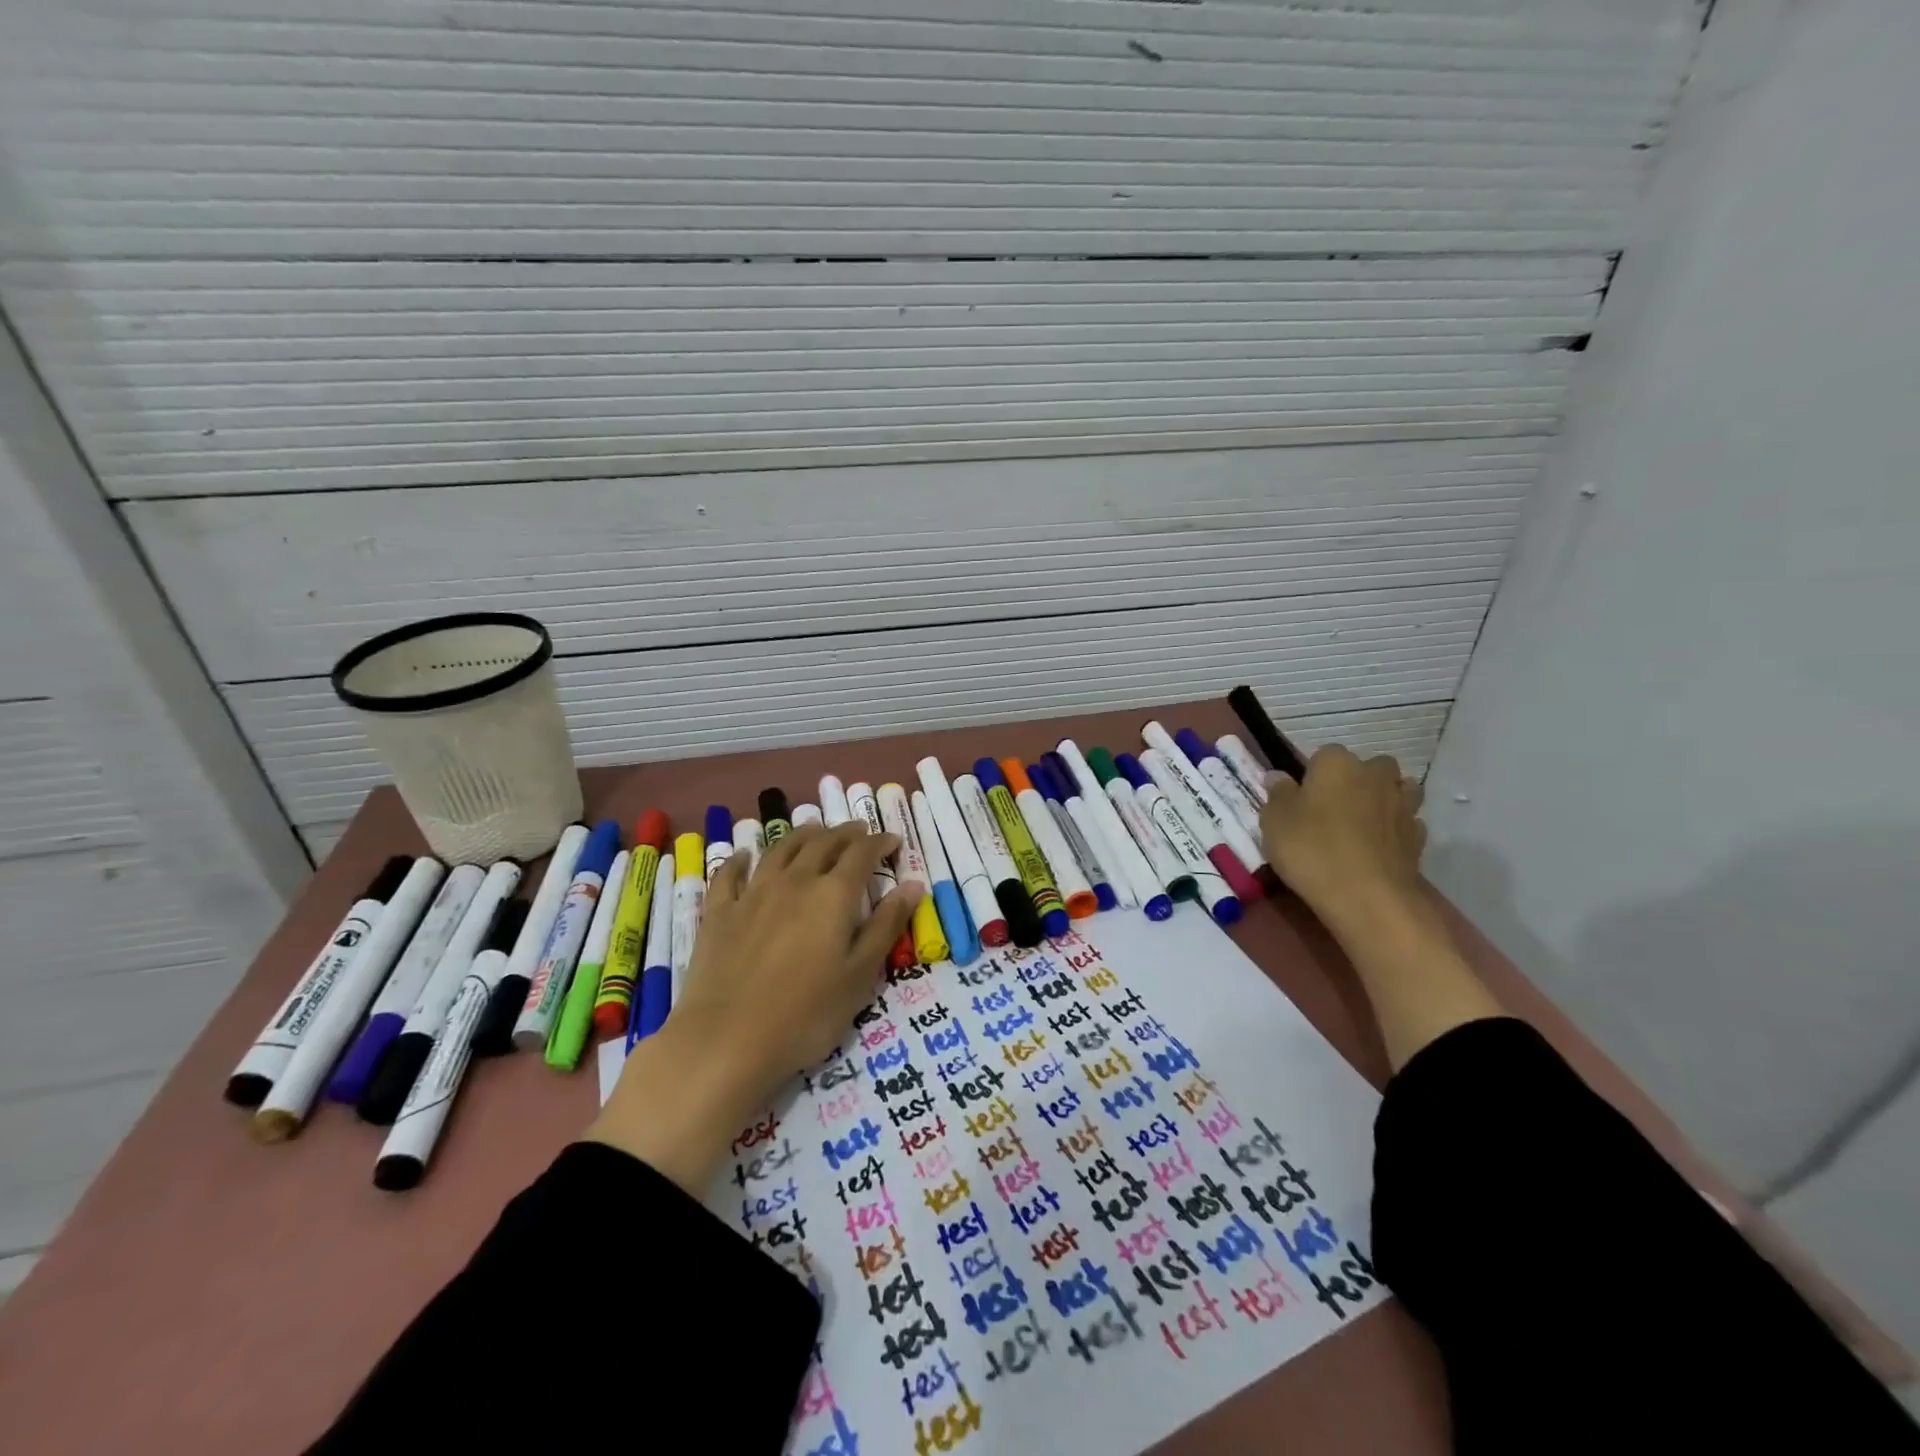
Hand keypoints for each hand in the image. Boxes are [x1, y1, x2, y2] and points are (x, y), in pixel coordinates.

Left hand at [587, 823, 921, 1193]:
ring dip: (802, 836)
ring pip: (781, 850)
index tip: (893, 841)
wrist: (726, 1040)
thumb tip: (913, 885)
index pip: (862, 853)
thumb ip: (886, 926)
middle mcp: (795, 881)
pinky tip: (744, 856)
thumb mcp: (860, 976)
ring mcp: (753, 894)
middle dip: (845, 833)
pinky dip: (740, 860)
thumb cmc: (806, 1015)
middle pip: (822, 843)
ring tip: (815, 831)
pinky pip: (730, 875)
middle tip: (859, 832)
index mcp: (833, 895)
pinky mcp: (719, 913)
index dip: (880, 842)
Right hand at [1261, 744, 1427, 930]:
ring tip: (1362, 822)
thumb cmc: (1311, 850)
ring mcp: (1402, 805)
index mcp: (1336, 764)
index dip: (1312, 775)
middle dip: (1356, 780)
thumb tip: (1278, 776)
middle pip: (1369, 767)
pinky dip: (1396, 829)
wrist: (1367, 897)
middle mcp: (1374, 775)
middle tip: (1333, 808)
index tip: (1301, 798)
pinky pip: (1407, 822)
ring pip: (1397, 789)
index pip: (1323, 755)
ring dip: (1384, 799)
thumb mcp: (1274, 821)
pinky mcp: (1418, 837)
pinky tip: (1380, 846)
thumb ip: (1278, 794)